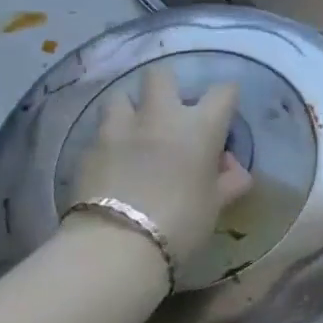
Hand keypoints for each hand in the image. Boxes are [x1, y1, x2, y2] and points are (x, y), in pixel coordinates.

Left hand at [66, 65, 251, 265]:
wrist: (116, 247)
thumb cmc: (180, 223)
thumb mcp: (215, 205)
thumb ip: (228, 182)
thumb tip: (234, 171)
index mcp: (200, 126)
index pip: (223, 91)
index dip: (226, 99)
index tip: (224, 113)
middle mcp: (161, 116)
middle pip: (161, 75)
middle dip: (166, 86)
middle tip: (169, 112)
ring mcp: (119, 129)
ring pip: (120, 97)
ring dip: (129, 110)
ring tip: (133, 132)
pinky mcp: (87, 150)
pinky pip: (99, 133)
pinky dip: (108, 142)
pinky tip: (111, 163)